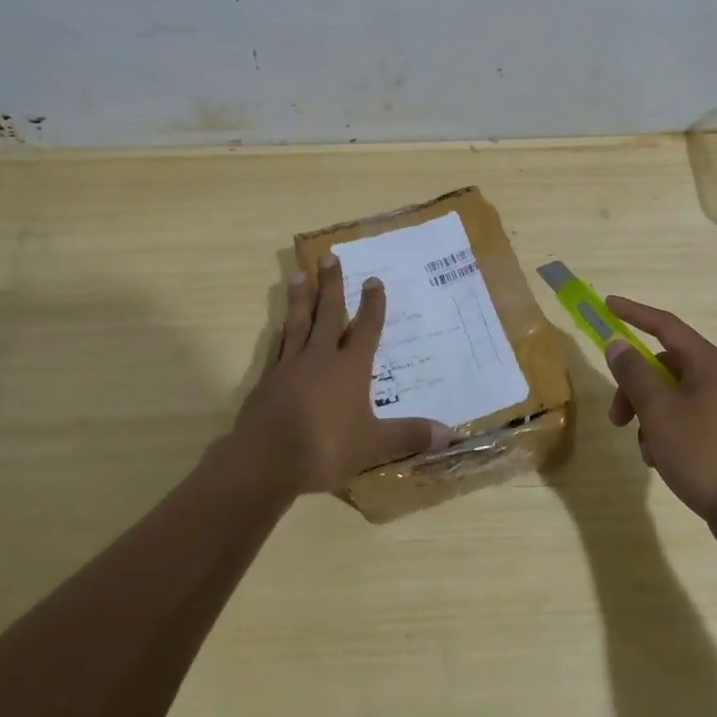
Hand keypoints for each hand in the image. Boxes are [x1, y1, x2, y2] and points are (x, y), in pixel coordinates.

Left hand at [233, 255, 451, 494]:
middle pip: (328, 314)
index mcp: (350, 368)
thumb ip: (409, 435)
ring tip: (297, 274)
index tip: (373, 279)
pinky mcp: (268, 379)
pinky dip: (280, 333)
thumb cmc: (325, 447)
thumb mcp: (374, 445)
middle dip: (331, 285)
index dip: (372, 305)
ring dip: (300, 298)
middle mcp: (321, 358)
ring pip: (298, 323)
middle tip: (329, 257)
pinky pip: (277, 347)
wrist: (266, 458)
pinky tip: (279, 325)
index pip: (366, 329)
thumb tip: (451, 434)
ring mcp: (291, 366)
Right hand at [603, 296, 716, 542]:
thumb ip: (633, 373)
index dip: (633, 313)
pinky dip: (664, 431)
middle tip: (616, 416)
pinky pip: (684, 418)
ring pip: (670, 395)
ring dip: (647, 414)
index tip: (607, 305)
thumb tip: (617, 344)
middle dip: (633, 386)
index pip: (664, 325)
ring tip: (643, 448)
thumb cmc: (702, 452)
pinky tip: (658, 459)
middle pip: (662, 365)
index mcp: (707, 363)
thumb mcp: (657, 410)